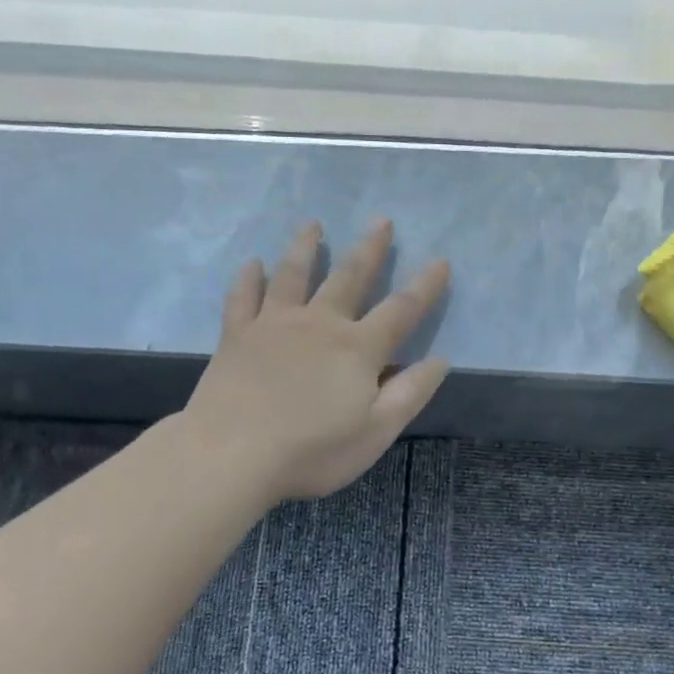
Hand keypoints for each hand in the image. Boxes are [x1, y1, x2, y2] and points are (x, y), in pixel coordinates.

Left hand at [184, 219, 451, 503]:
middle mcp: (320, 323)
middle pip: (349, 277)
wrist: (232, 453)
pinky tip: (252, 263)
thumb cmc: (311, 450)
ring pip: (293, 274)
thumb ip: (410, 393)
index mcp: (358, 348)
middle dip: (369, 248)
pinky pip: (243, 297)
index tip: (441, 261)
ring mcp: (274, 324)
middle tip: (380, 220)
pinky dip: (248, 278)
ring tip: (313, 225)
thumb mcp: (375, 432)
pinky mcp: (237, 335)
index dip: (425, 286)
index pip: (401, 310)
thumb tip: (440, 360)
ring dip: (305, 247)